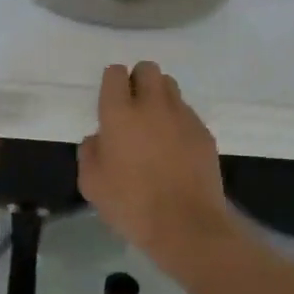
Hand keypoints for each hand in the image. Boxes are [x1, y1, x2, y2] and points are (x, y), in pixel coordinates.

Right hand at [79, 62, 233, 260]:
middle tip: (132, 107)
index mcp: (119, 114)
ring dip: (159, 96)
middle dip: (138, 80)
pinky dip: (178, 120)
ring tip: (154, 123)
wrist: (186, 225)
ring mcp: (182, 116)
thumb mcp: (91, 184)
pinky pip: (187, 112)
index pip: (115, 73)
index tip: (109, 100)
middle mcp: (152, 105)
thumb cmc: (131, 204)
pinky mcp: (203, 132)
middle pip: (147, 69)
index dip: (111, 82)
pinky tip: (174, 147)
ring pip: (170, 86)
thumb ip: (90, 152)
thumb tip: (99, 138)